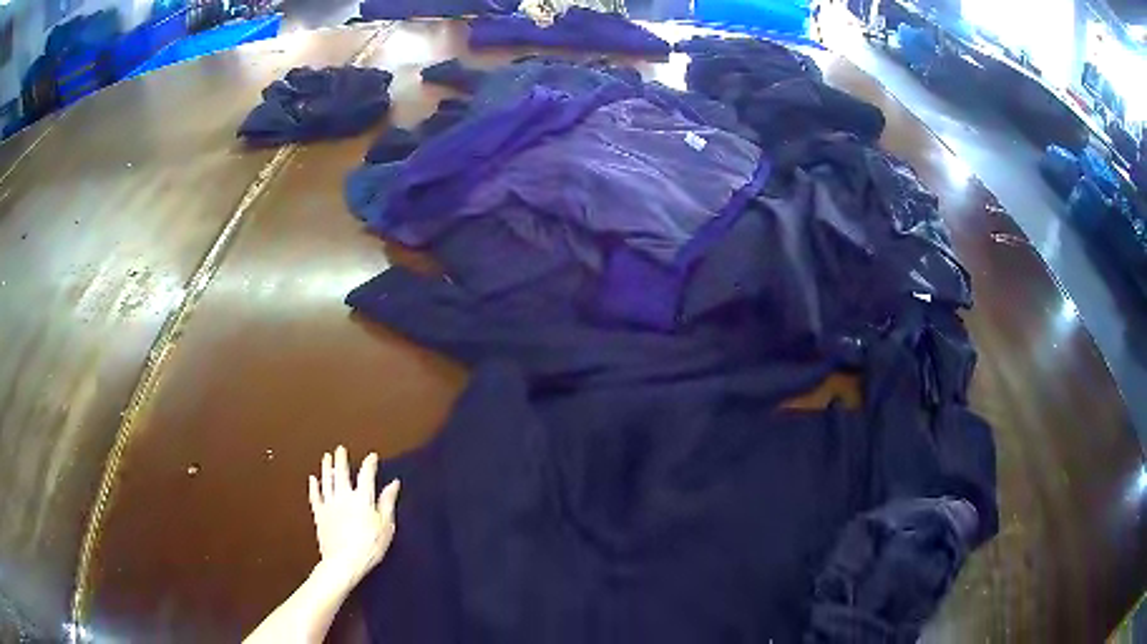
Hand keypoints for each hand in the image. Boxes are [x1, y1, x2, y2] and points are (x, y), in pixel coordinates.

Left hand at [308, 446, 399, 590]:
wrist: (344, 561)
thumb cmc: (369, 545)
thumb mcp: (386, 526)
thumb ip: (387, 502)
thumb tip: (393, 483)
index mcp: (362, 498)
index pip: (366, 474)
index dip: (369, 463)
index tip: (372, 456)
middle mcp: (344, 496)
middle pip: (342, 473)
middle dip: (341, 459)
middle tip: (340, 449)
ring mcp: (329, 503)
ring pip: (327, 480)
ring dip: (327, 467)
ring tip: (327, 457)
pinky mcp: (319, 513)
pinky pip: (315, 496)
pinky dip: (313, 486)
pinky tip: (312, 479)